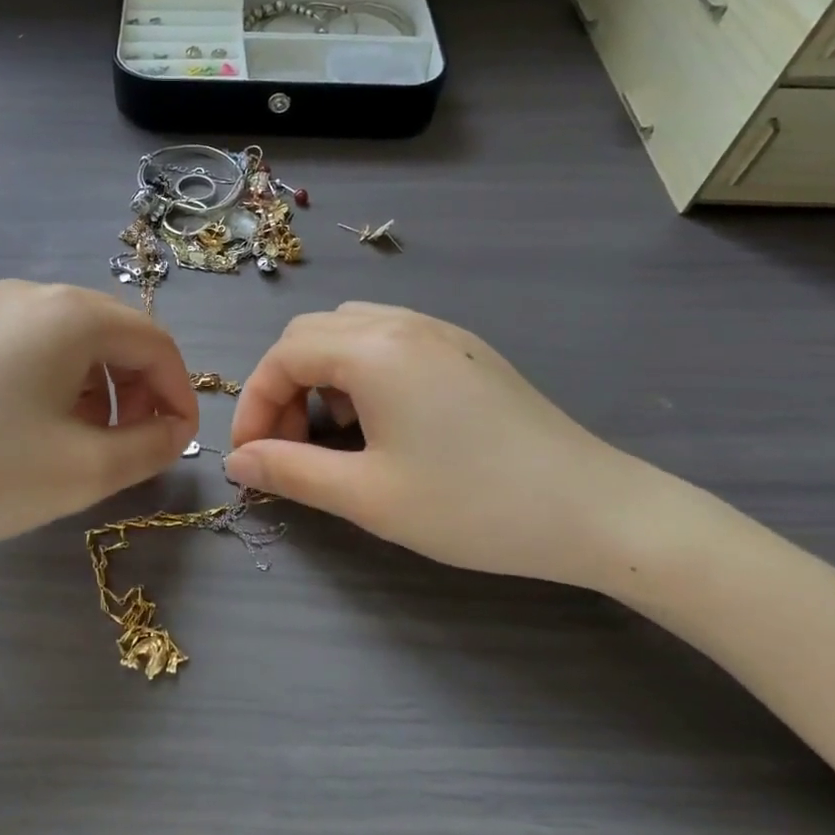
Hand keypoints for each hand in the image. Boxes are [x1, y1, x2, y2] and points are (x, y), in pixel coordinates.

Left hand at [0, 281, 197, 587]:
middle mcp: (29, 294)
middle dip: (137, 392)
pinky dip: (55, 386)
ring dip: (97, 392)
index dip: (178, 393)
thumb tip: (173, 430)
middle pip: (113, 336)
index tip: (179, 444)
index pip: (155, 342)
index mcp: (69, 313)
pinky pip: (29, 350)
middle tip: (133, 447)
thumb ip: (152, 446)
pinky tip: (33, 431)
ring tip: (83, 445)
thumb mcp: (86, 470)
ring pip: (70, 344)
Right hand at [225, 303, 660, 590]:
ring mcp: (441, 333)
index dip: (253, 405)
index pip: (283, 356)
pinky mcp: (466, 351)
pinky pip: (389, 341)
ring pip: (350, 332)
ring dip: (321, 377)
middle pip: (310, 335)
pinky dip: (360, 372)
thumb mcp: (367, 496)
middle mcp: (404, 324)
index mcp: (375, 350)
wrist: (595, 511)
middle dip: (283, 388)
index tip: (251, 458)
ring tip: (336, 435)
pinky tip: (383, 423)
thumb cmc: (472, 505)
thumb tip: (238, 461)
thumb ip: (291, 471)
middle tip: (289, 447)